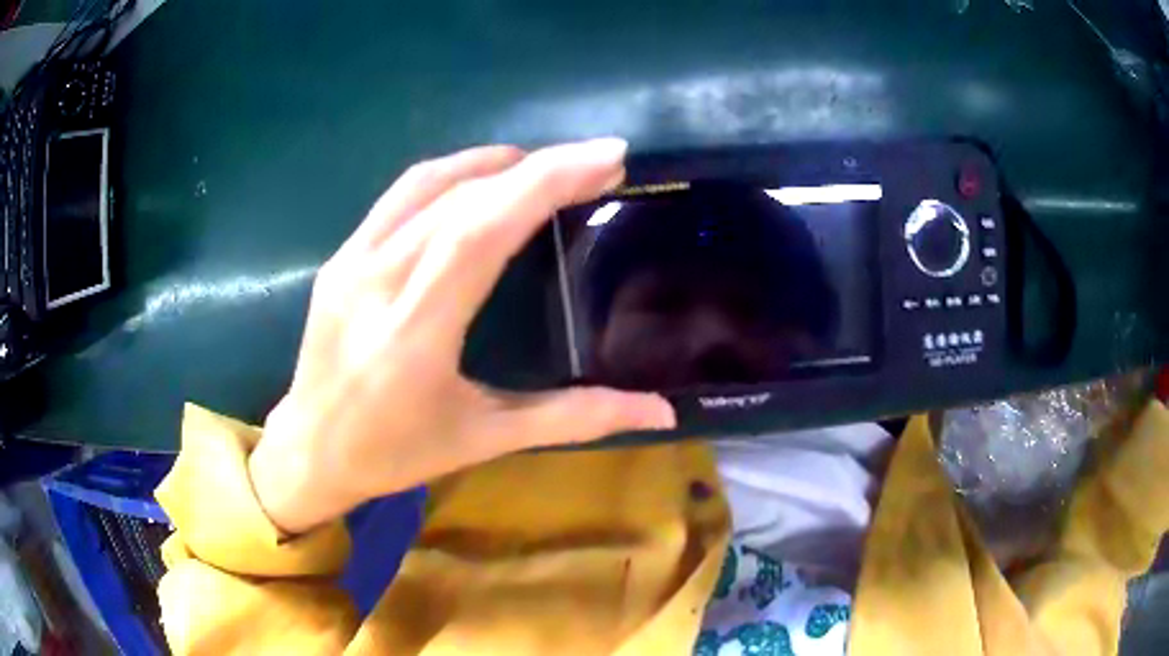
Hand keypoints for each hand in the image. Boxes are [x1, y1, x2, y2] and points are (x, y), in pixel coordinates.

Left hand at [249, 139, 676, 533]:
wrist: (308, 451)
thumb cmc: (393, 454)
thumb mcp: (484, 438)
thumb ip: (574, 418)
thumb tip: (662, 412)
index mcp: (413, 335)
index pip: (480, 232)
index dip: (546, 183)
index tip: (606, 159)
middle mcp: (376, 284)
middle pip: (462, 198)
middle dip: (540, 168)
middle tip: (596, 163)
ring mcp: (350, 263)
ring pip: (429, 184)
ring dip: (495, 163)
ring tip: (547, 166)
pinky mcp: (339, 257)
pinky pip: (400, 196)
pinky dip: (453, 175)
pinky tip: (484, 181)